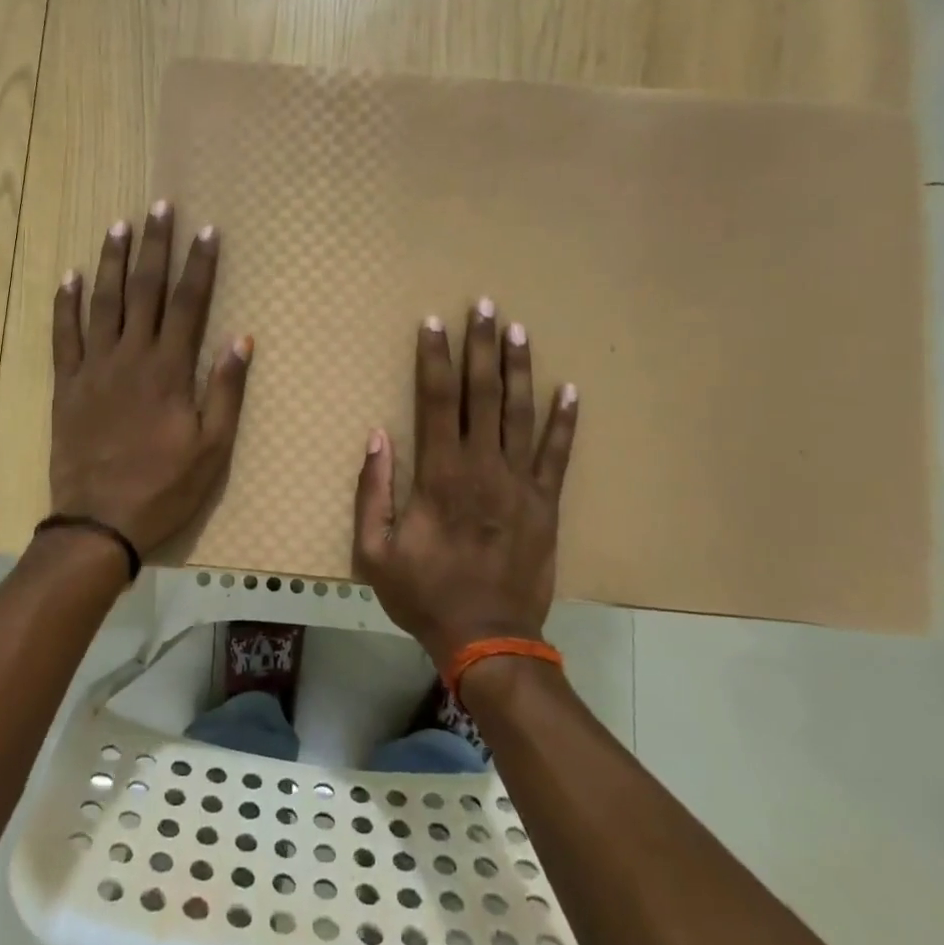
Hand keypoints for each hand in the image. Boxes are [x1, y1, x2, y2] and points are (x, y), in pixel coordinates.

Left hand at [50, 202, 252, 554]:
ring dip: (112, 261)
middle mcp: (131, 357)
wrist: (99, 522)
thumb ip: (225, 390)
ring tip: (119, 225)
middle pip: (145, 290)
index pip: (189, 304)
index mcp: (169, 370)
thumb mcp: (212, 447)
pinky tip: (68, 276)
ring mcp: (94, 368)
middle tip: (159, 207)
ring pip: (103, 302)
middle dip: (155, 246)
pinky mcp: (66, 385)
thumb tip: (241, 339)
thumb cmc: (165, 487)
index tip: (206, 230)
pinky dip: (65, 304)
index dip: (200, 265)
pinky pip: (63, 336)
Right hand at [351, 301, 578, 667]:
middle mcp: (483, 466)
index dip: (434, 358)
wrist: (488, 639)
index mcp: (439, 474)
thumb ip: (373, 490)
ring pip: (521, 413)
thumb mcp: (375, 551)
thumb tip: (376, 436)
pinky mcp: (547, 503)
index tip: (433, 322)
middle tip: (483, 305)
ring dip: (519, 368)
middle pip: (482, 393)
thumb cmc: (425, 594)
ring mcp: (520, 483)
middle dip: (481, 346)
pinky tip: (570, 389)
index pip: (435, 400)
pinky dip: (564, 420)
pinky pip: (558, 454)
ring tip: (518, 329)